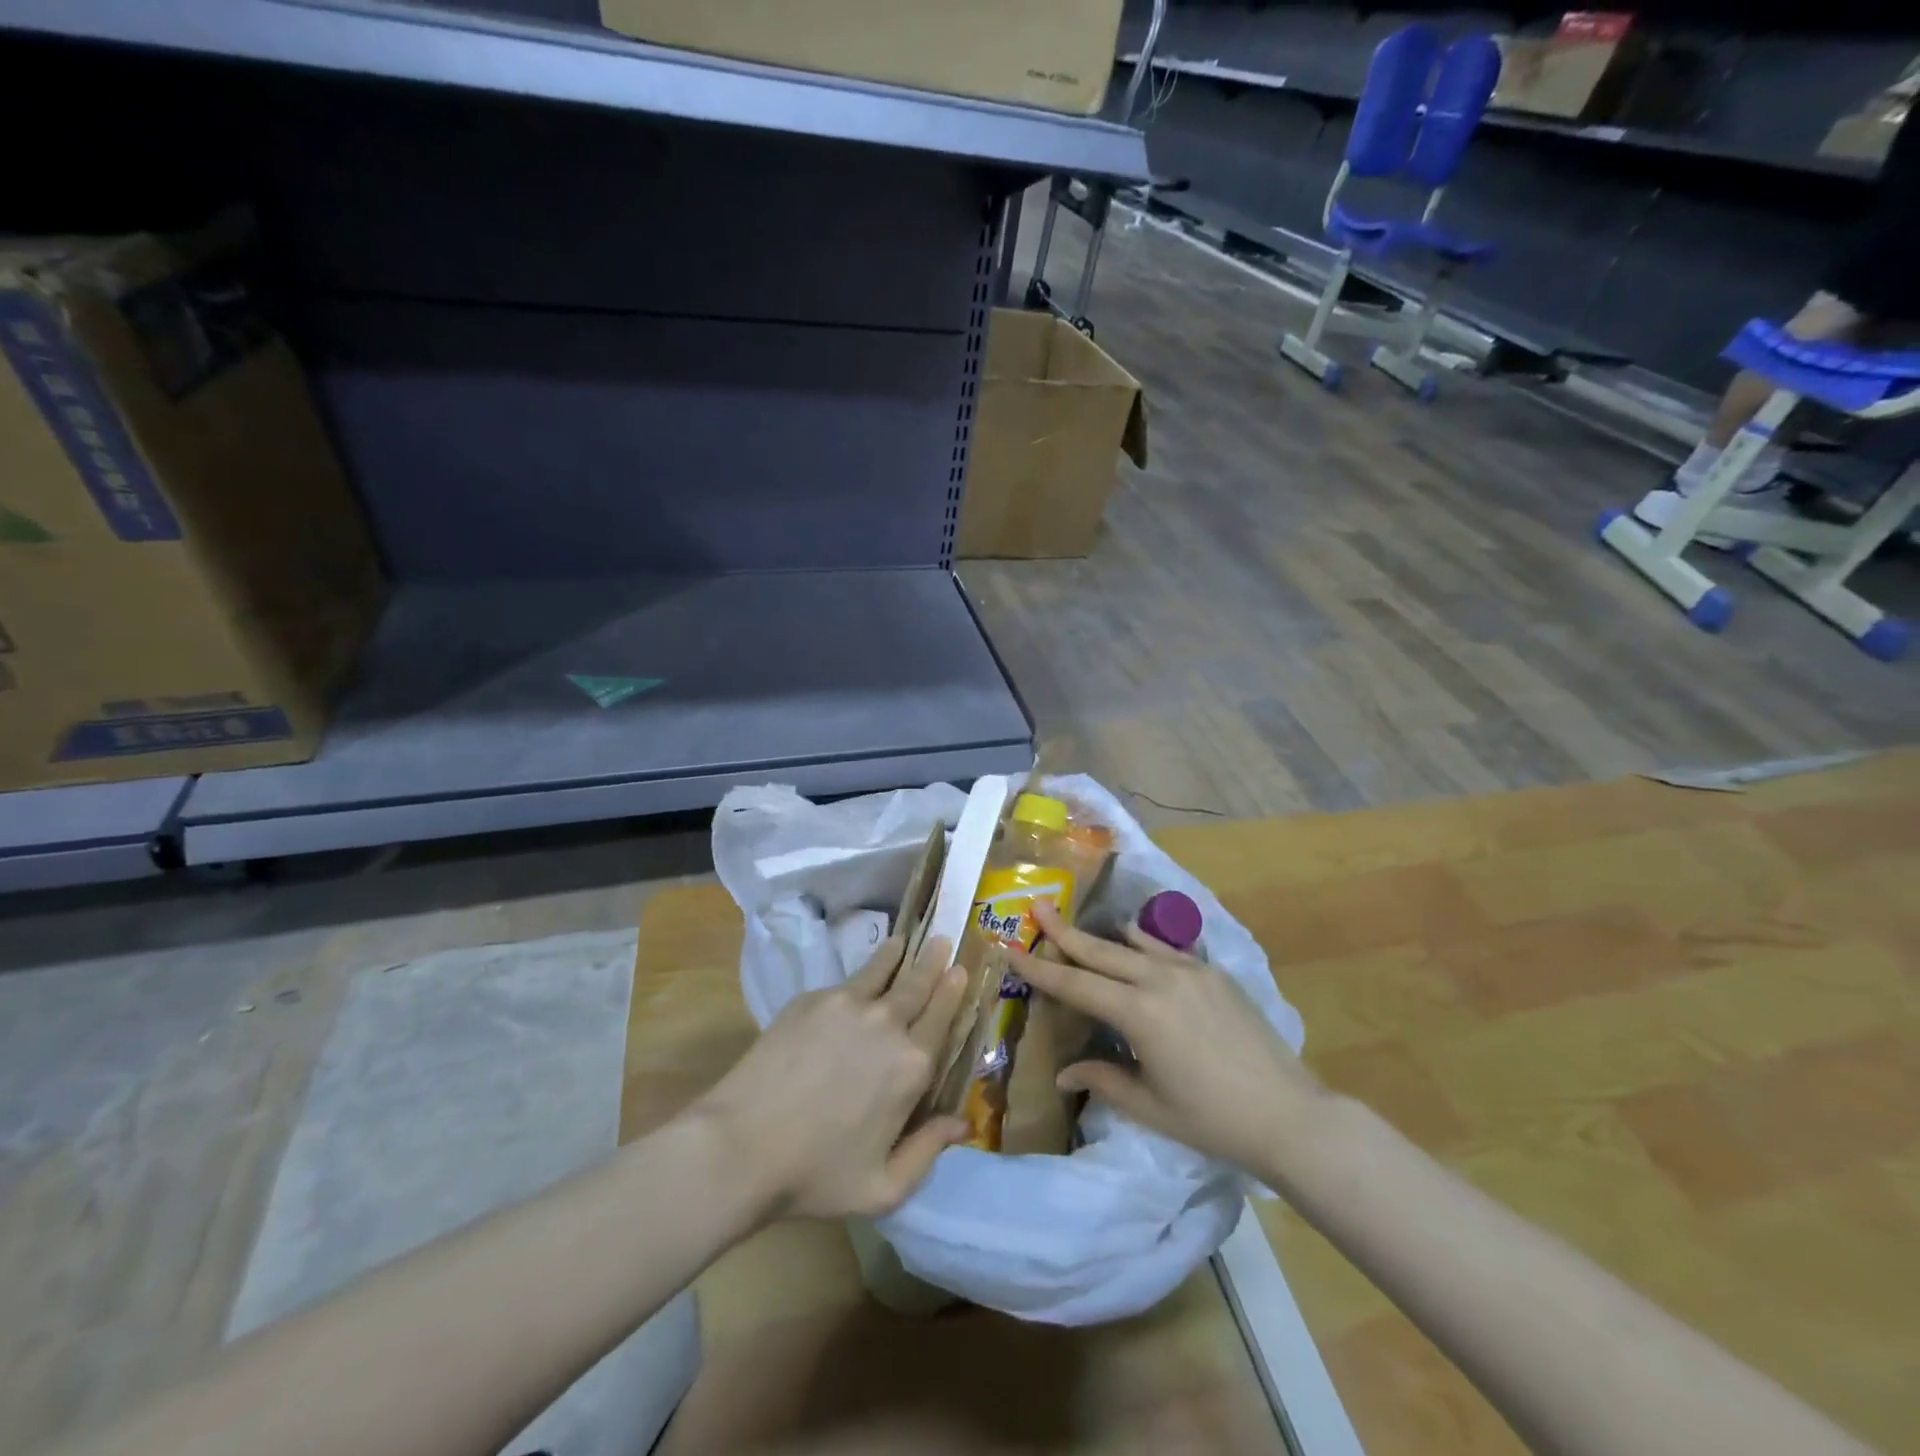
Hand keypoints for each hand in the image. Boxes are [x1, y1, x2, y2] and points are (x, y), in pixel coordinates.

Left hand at [694, 935, 968, 1220]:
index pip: (942, 1017)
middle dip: (934, 960)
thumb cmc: (817, 1174)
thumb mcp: (883, 1188)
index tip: (961, 970)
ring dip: (900, 953)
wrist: (742, 1146)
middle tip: (943, 940)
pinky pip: (847, 981)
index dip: (953, 991)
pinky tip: (861, 974)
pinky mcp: (812, 1000)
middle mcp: (887, 1024)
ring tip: (907, 940)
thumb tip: (964, 1124)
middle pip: (918, 983)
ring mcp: (847, 1004)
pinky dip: (863, 972)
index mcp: (911, 1066)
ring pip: (883, 969)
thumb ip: (928, 1152)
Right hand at [1009, 899, 1323, 1172]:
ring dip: (1102, 935)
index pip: (1076, 984)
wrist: (1288, 1114)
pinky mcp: (1214, 972)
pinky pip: (1166, 948)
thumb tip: (1064, 1072)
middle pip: (1100, 949)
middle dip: (1063, 930)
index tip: (1011, 949)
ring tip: (1078, 925)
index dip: (1039, 969)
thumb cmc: (1212, 1120)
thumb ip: (1103, 1079)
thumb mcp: (1149, 1106)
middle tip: (1037, 907)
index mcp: (1139, 1013)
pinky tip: (1133, 941)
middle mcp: (1160, 979)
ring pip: (1133, 942)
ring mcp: (1191, 970)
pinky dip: (1142, 943)